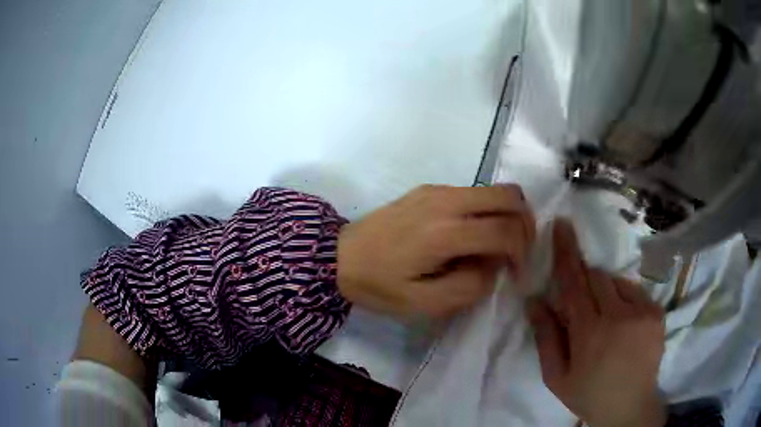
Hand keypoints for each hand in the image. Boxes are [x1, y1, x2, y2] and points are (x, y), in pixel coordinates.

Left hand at [337, 184, 534, 317]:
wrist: (338, 256)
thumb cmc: (378, 285)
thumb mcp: (422, 304)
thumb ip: (468, 288)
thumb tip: (493, 266)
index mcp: (444, 233)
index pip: (505, 231)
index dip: (521, 253)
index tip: (516, 273)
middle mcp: (446, 201)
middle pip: (509, 196)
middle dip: (524, 224)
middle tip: (518, 252)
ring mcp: (437, 190)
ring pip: (494, 190)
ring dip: (507, 216)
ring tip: (498, 246)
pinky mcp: (429, 189)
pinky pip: (474, 193)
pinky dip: (487, 211)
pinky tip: (472, 236)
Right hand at [528, 220, 666, 426]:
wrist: (629, 407)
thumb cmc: (588, 394)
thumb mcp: (556, 376)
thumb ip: (545, 337)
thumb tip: (534, 300)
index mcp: (590, 334)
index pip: (574, 283)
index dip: (567, 253)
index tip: (562, 225)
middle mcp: (619, 316)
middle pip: (596, 276)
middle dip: (584, 281)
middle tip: (582, 306)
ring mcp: (642, 312)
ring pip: (615, 280)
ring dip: (604, 291)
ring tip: (604, 321)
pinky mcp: (656, 312)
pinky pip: (634, 289)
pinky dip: (623, 298)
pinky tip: (623, 324)